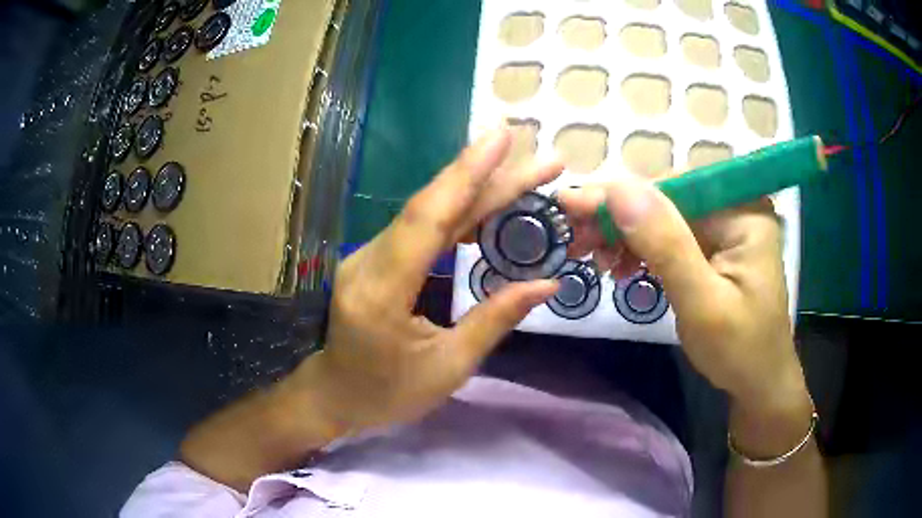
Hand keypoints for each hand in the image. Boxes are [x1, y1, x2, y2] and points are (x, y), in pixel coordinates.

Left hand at [284, 126, 562, 435]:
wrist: (335, 394)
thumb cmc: (388, 393)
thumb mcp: (448, 368)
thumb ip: (495, 319)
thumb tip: (547, 283)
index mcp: (382, 291)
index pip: (428, 218)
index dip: (467, 174)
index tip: (503, 139)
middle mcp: (369, 260)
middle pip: (434, 206)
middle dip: (489, 175)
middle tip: (540, 158)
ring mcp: (368, 254)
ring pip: (428, 211)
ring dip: (478, 189)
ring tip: (524, 173)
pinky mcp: (375, 257)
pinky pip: (421, 226)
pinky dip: (459, 210)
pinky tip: (488, 202)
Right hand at [557, 174, 811, 446]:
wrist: (758, 384)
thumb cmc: (739, 350)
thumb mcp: (703, 303)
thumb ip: (666, 245)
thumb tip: (619, 189)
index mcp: (743, 212)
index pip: (674, 187)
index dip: (621, 196)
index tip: (570, 205)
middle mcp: (735, 208)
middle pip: (666, 199)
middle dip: (620, 219)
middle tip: (577, 241)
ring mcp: (725, 227)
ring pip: (663, 217)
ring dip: (626, 235)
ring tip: (596, 259)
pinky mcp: (714, 247)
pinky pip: (670, 237)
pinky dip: (641, 250)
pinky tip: (622, 266)